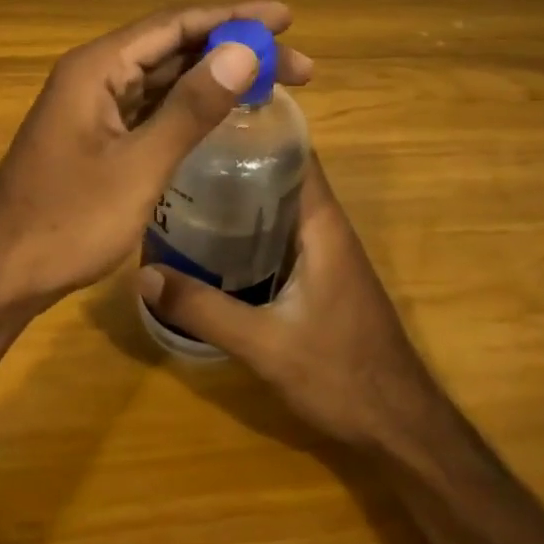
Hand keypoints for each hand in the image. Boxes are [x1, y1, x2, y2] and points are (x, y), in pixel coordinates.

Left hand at [0, 4, 314, 307]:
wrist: (3, 273)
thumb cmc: (67, 222)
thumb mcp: (138, 167)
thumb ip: (191, 109)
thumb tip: (245, 52)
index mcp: (96, 68)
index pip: (175, 24)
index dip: (233, 17)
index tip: (286, 18)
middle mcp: (94, 75)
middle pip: (172, 46)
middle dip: (233, 49)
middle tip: (297, 64)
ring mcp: (93, 106)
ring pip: (163, 76)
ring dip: (215, 76)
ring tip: (274, 82)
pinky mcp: (97, 135)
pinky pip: (151, 106)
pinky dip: (190, 104)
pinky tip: (223, 110)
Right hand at [137, 155, 443, 450]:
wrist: (399, 426)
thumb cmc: (341, 375)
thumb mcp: (265, 344)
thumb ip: (205, 309)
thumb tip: (145, 275)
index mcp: (323, 226)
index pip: (294, 153)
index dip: (255, 129)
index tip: (206, 117)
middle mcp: (327, 229)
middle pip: (281, 175)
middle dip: (235, 160)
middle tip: (179, 154)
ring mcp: (326, 254)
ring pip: (279, 206)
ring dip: (240, 195)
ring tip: (184, 187)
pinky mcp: (320, 277)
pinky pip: (280, 235)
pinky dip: (249, 228)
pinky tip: (211, 241)